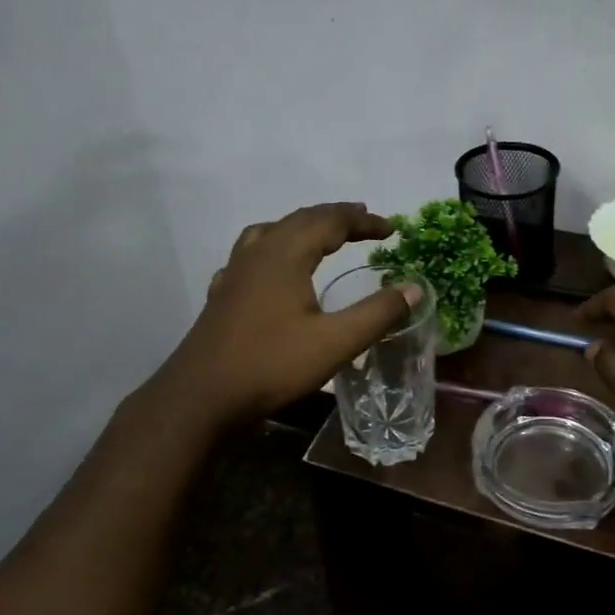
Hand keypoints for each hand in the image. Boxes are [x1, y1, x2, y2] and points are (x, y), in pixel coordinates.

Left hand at [157, 203, 423, 428]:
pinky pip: (253, 252)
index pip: (331, 221)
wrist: (200, 397)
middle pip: (301, 219)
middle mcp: (258, 252)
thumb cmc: (271, 365)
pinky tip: (274, 268)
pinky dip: (275, 246)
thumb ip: (377, 314)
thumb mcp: (335, 343)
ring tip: (323, 234)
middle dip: (336, 217)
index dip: (364, 221)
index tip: (392, 227)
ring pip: (273, 231)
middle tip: (365, 221)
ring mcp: (235, 271)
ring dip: (304, 226)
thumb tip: (415, 288)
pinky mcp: (222, 292)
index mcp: (286, 254)